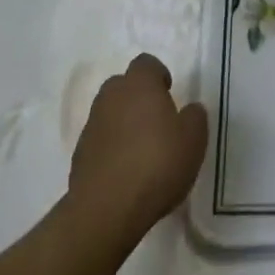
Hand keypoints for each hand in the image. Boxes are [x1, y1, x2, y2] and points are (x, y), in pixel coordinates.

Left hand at [65, 53, 207, 257]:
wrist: (106, 210)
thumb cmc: (157, 164)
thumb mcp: (194, 139)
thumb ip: (194, 117)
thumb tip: (189, 110)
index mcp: (139, 84)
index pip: (146, 63)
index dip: (159, 75)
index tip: (169, 94)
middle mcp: (111, 97)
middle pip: (124, 85)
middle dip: (138, 97)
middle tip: (157, 121)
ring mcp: (91, 126)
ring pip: (110, 113)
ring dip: (123, 123)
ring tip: (141, 151)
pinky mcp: (79, 155)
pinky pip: (100, 141)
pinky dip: (111, 148)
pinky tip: (125, 172)